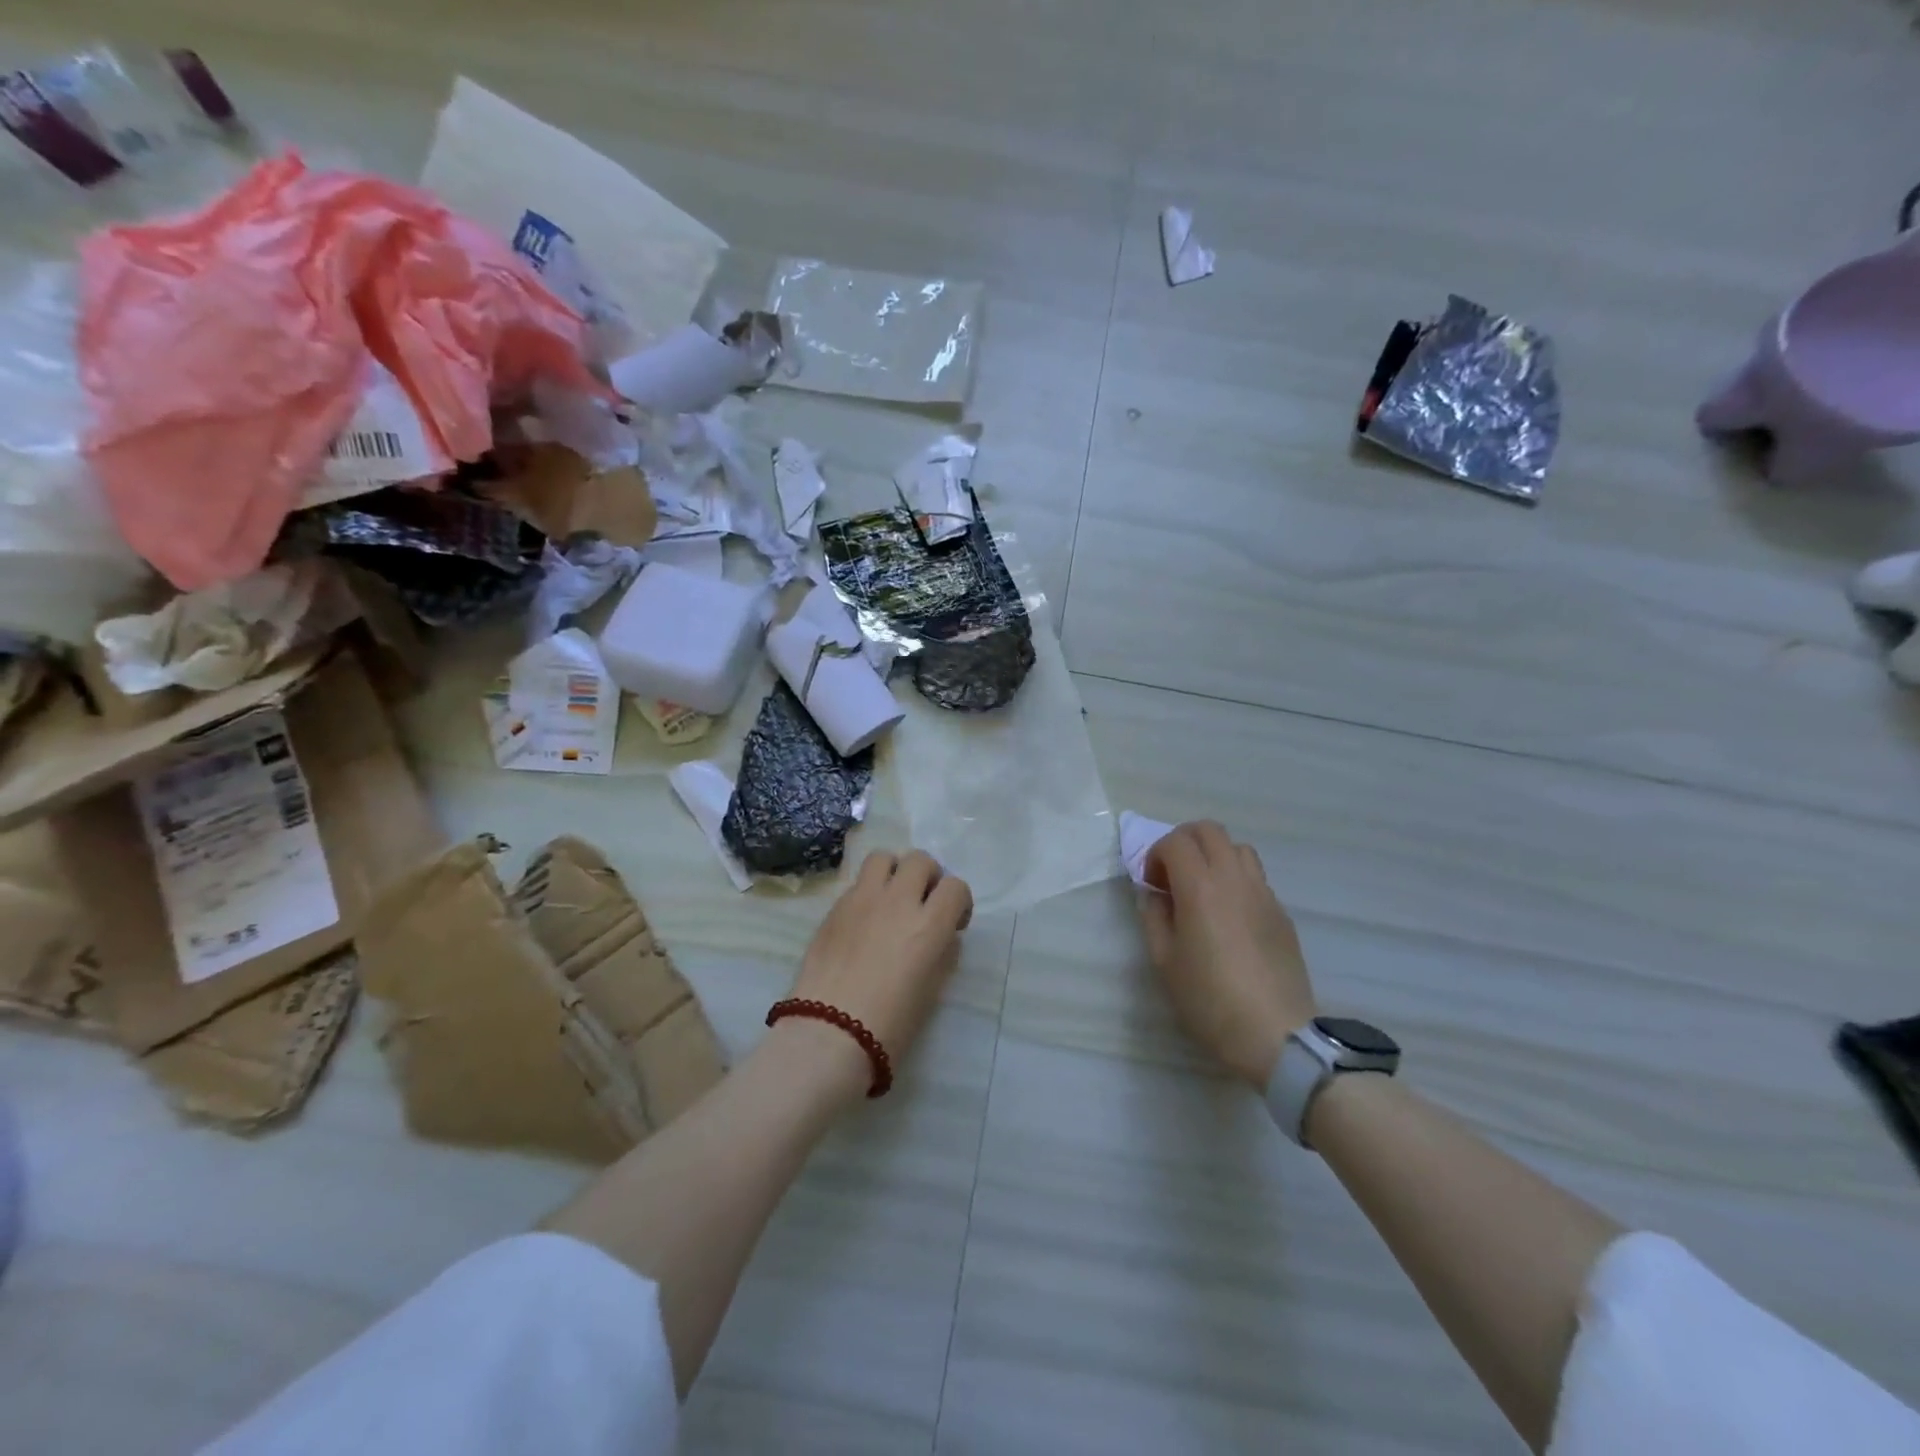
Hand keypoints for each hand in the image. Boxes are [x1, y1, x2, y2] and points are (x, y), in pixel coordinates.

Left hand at [787, 850, 973, 1083]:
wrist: (827, 1035)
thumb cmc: (889, 1025)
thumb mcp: (932, 991)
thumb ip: (942, 953)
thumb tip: (942, 935)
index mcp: (929, 925)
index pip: (955, 886)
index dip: (959, 902)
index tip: (954, 923)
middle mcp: (897, 901)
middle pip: (919, 860)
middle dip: (928, 877)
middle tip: (922, 904)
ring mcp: (861, 900)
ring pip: (883, 857)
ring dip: (894, 871)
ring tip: (891, 897)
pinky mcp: (834, 908)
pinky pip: (857, 883)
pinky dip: (868, 892)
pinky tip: (864, 920)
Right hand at [1140, 821, 1316, 1088]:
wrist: (1276, 1034)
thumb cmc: (1209, 1000)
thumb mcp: (1164, 962)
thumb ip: (1154, 918)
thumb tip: (1154, 895)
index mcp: (1200, 887)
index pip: (1176, 841)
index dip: (1156, 855)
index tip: (1152, 885)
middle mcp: (1234, 879)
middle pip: (1209, 830)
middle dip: (1184, 842)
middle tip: (1173, 875)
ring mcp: (1264, 893)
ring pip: (1238, 848)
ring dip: (1214, 856)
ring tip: (1203, 889)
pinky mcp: (1281, 912)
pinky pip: (1256, 876)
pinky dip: (1235, 878)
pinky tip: (1229, 915)